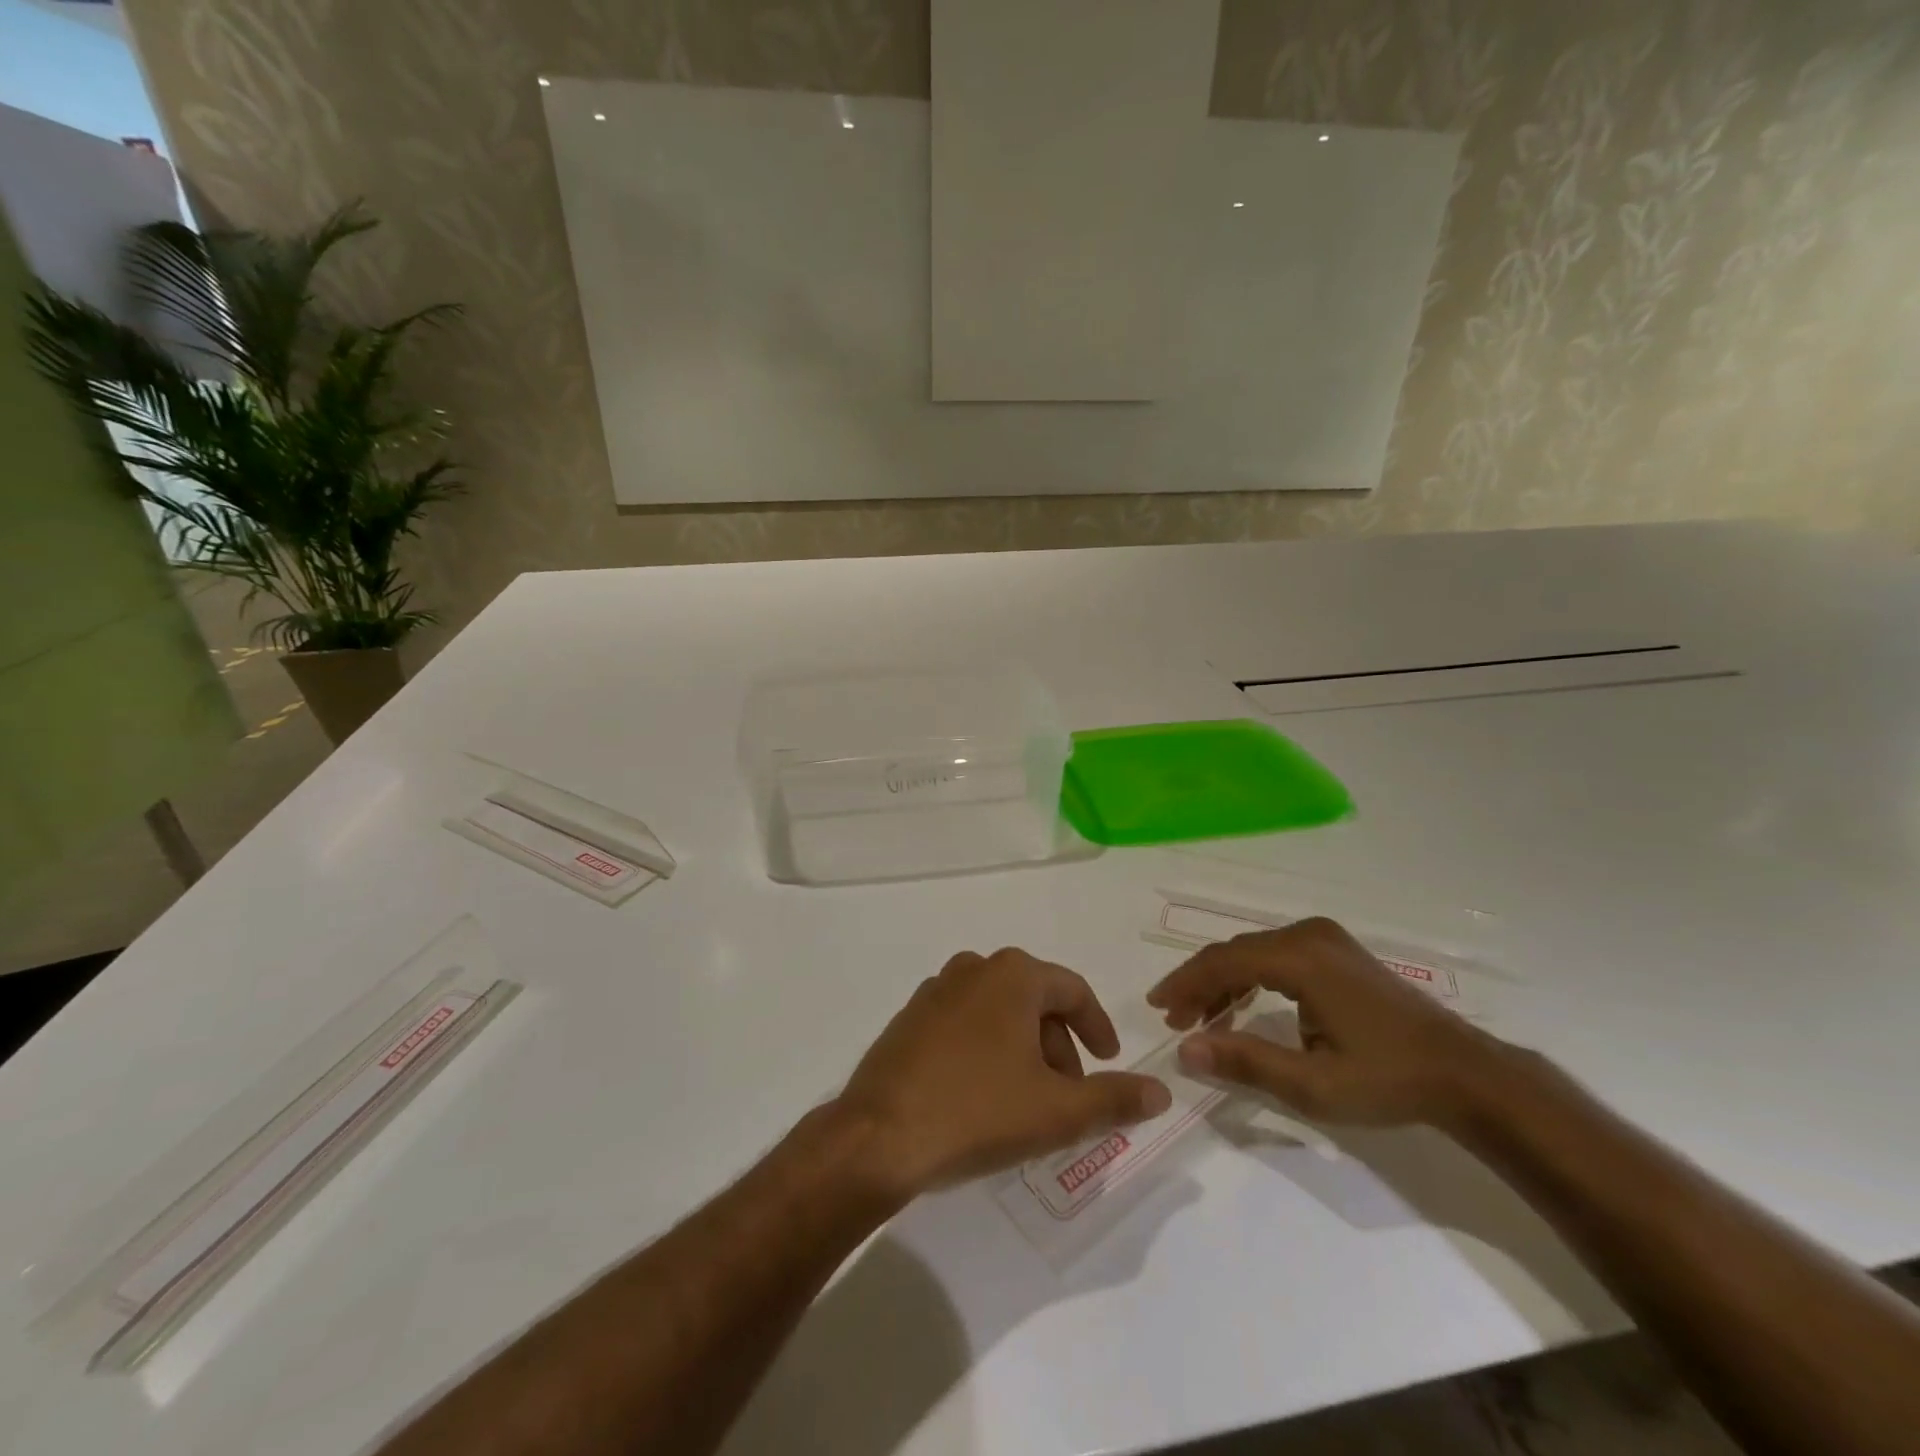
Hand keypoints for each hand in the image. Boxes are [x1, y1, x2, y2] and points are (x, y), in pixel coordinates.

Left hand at [835, 949, 1172, 1200]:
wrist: (879, 1136)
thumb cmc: (977, 1111)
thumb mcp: (1058, 1111)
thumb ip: (1114, 1099)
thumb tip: (1161, 1091)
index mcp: (1012, 975)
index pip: (1072, 991)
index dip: (1097, 1027)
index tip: (1110, 1061)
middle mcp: (973, 968)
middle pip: (1034, 1001)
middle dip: (1058, 1047)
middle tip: (1067, 1096)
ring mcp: (935, 990)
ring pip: (998, 1013)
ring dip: (1023, 1050)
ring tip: (1027, 1101)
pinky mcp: (908, 1018)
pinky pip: (964, 1024)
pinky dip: (986, 1050)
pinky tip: (982, 1096)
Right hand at [1147, 917, 1511, 1130]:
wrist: (1465, 1073)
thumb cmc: (1389, 1080)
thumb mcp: (1313, 1085)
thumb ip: (1246, 1062)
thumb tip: (1185, 1051)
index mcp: (1301, 958)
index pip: (1223, 961)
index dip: (1184, 983)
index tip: (1157, 1008)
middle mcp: (1308, 934)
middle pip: (1235, 952)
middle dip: (1200, 984)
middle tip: (1175, 1019)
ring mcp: (1325, 938)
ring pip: (1254, 952)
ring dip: (1224, 982)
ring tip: (1203, 1019)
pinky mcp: (1336, 949)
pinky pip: (1276, 955)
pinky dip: (1252, 978)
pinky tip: (1242, 1006)